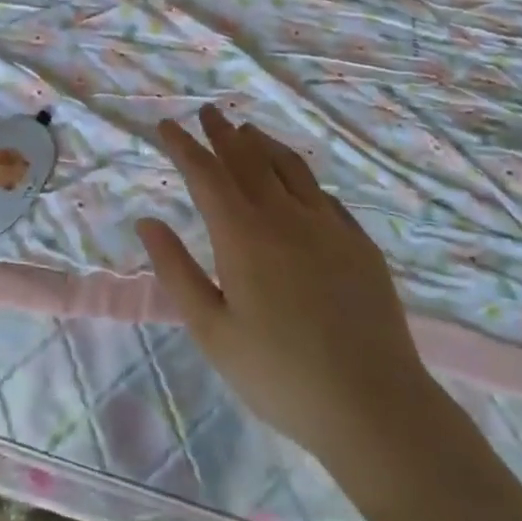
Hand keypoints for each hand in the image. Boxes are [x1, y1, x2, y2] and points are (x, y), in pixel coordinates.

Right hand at [136, 107, 440, 477]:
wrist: (374, 407)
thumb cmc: (279, 375)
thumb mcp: (212, 331)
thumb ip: (177, 271)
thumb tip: (147, 221)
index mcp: (244, 236)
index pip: (206, 174)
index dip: (184, 146)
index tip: (167, 125)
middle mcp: (285, 217)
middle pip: (248, 160)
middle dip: (223, 133)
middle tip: (208, 112)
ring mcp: (329, 226)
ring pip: (290, 167)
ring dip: (264, 144)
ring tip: (248, 131)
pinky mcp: (360, 244)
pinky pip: (323, 195)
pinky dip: (300, 176)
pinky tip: (298, 182)